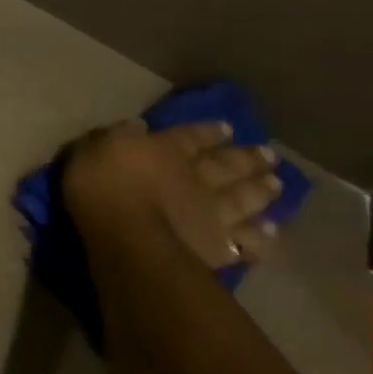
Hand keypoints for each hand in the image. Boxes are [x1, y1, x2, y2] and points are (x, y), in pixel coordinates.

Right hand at [62, 119, 284, 268]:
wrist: (127, 236)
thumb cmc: (102, 188)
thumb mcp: (95, 150)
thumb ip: (118, 137)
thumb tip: (137, 126)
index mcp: (167, 150)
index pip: (192, 136)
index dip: (209, 131)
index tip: (227, 128)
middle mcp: (197, 177)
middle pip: (228, 165)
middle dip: (247, 158)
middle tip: (270, 155)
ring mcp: (211, 212)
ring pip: (244, 199)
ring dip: (261, 192)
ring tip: (276, 185)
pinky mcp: (217, 247)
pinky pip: (243, 241)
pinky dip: (257, 237)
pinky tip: (269, 234)